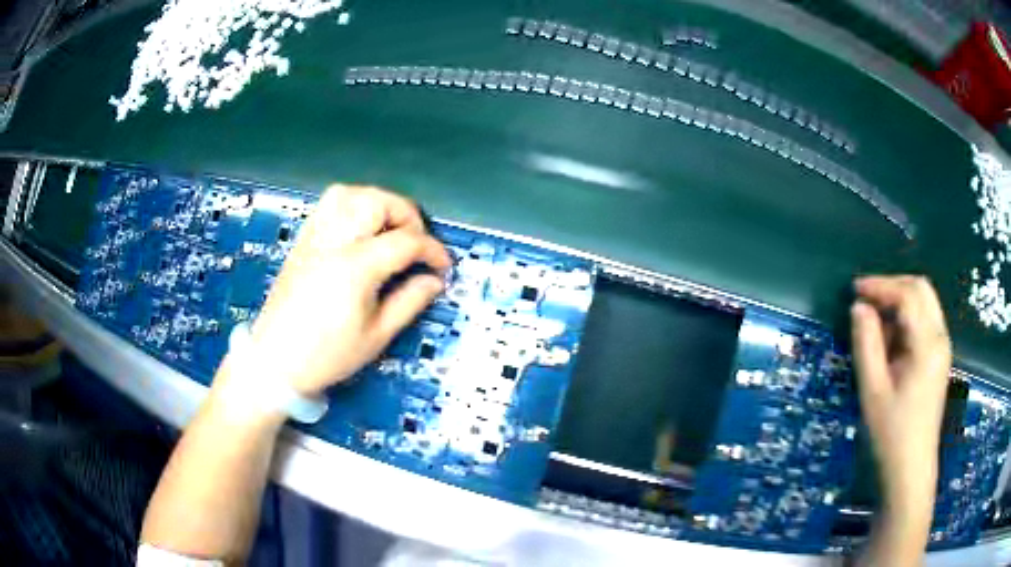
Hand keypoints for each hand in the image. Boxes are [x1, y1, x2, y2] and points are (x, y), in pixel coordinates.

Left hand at [231, 185, 450, 397]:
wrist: (275, 361)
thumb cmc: (327, 355)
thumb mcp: (377, 336)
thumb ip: (410, 302)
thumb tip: (435, 280)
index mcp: (355, 267)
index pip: (405, 241)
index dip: (432, 250)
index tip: (444, 267)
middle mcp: (334, 241)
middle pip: (378, 202)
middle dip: (407, 216)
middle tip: (416, 244)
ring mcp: (314, 237)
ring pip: (350, 193)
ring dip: (379, 203)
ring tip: (390, 229)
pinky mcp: (303, 240)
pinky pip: (329, 204)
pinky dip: (353, 205)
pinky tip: (361, 230)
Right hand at [850, 276, 951, 515]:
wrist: (910, 470)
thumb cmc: (891, 434)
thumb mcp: (873, 391)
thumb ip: (866, 344)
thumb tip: (858, 307)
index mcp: (927, 344)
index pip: (908, 296)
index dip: (881, 286)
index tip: (855, 289)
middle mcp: (940, 338)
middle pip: (921, 289)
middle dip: (893, 286)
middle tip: (866, 297)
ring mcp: (942, 348)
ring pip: (924, 302)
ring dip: (900, 302)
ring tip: (875, 322)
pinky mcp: (938, 359)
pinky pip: (924, 321)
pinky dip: (906, 318)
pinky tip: (890, 340)